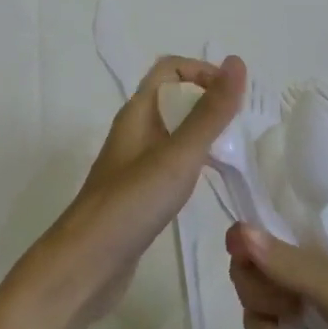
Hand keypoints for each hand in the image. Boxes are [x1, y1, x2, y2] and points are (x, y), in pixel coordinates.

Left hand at [18, 54, 244, 328]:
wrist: (84, 267)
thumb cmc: (131, 204)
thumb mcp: (178, 155)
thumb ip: (210, 112)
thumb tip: (237, 61)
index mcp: (137, 114)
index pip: (169, 69)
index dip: (202, 71)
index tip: (234, 95)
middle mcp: (134, 133)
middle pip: (173, 100)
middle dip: (209, 103)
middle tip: (243, 126)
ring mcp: (134, 166)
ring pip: (174, 134)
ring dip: (204, 134)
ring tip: (236, 152)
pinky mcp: (138, 195)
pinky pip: (171, 164)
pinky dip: (194, 163)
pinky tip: (211, 183)